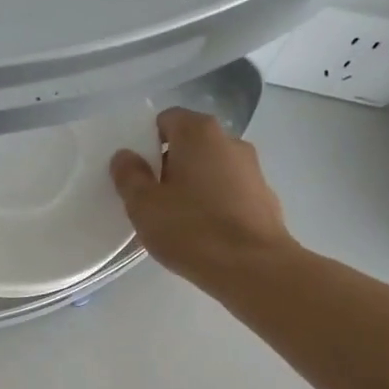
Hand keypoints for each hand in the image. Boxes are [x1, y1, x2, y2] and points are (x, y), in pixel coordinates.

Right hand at [111, 107, 295, 289]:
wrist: (253, 267)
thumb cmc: (191, 229)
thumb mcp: (144, 206)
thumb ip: (129, 176)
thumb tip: (124, 156)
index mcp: (199, 132)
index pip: (167, 120)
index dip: (148, 143)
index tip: (138, 174)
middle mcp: (230, 141)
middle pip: (191, 144)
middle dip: (170, 166)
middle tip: (153, 200)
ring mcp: (252, 169)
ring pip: (212, 169)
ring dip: (193, 187)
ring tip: (178, 221)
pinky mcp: (264, 198)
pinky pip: (230, 192)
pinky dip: (215, 204)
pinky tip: (205, 234)